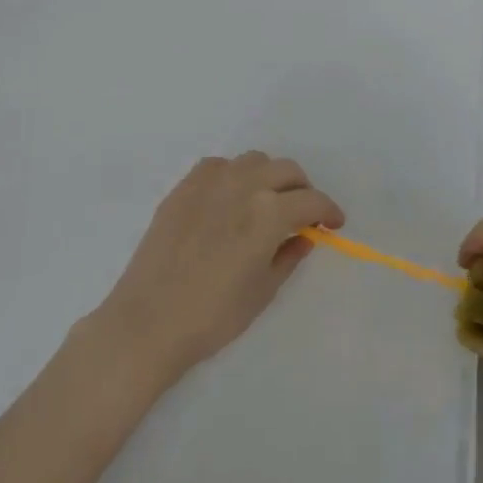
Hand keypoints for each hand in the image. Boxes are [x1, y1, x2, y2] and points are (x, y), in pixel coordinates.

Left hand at [88, 152, 344, 382]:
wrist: (148, 321)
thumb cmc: (213, 315)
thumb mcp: (263, 291)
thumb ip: (289, 256)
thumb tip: (305, 236)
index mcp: (269, 212)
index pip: (311, 201)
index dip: (329, 211)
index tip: (334, 223)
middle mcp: (244, 185)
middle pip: (286, 170)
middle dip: (302, 190)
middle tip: (303, 214)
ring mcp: (210, 182)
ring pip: (254, 161)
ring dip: (270, 176)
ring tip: (267, 201)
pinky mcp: (184, 187)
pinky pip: (219, 166)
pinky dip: (235, 175)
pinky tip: (231, 198)